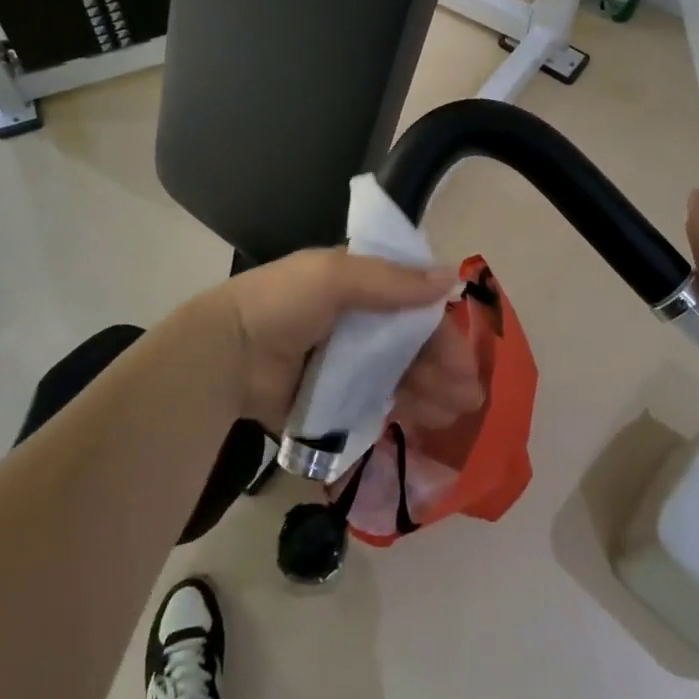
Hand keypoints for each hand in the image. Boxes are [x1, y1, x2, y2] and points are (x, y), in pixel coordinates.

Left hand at [194, 249, 483, 434]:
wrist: (227, 354)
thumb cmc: (282, 303)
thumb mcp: (335, 277)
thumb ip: (392, 281)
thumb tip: (452, 278)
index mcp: (358, 284)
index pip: (413, 299)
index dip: (441, 323)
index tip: (464, 351)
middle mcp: (359, 320)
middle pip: (413, 341)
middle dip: (445, 364)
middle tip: (471, 396)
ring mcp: (348, 360)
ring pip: (402, 373)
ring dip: (433, 389)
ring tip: (457, 413)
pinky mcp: (337, 396)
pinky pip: (380, 400)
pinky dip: (407, 408)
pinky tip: (429, 421)